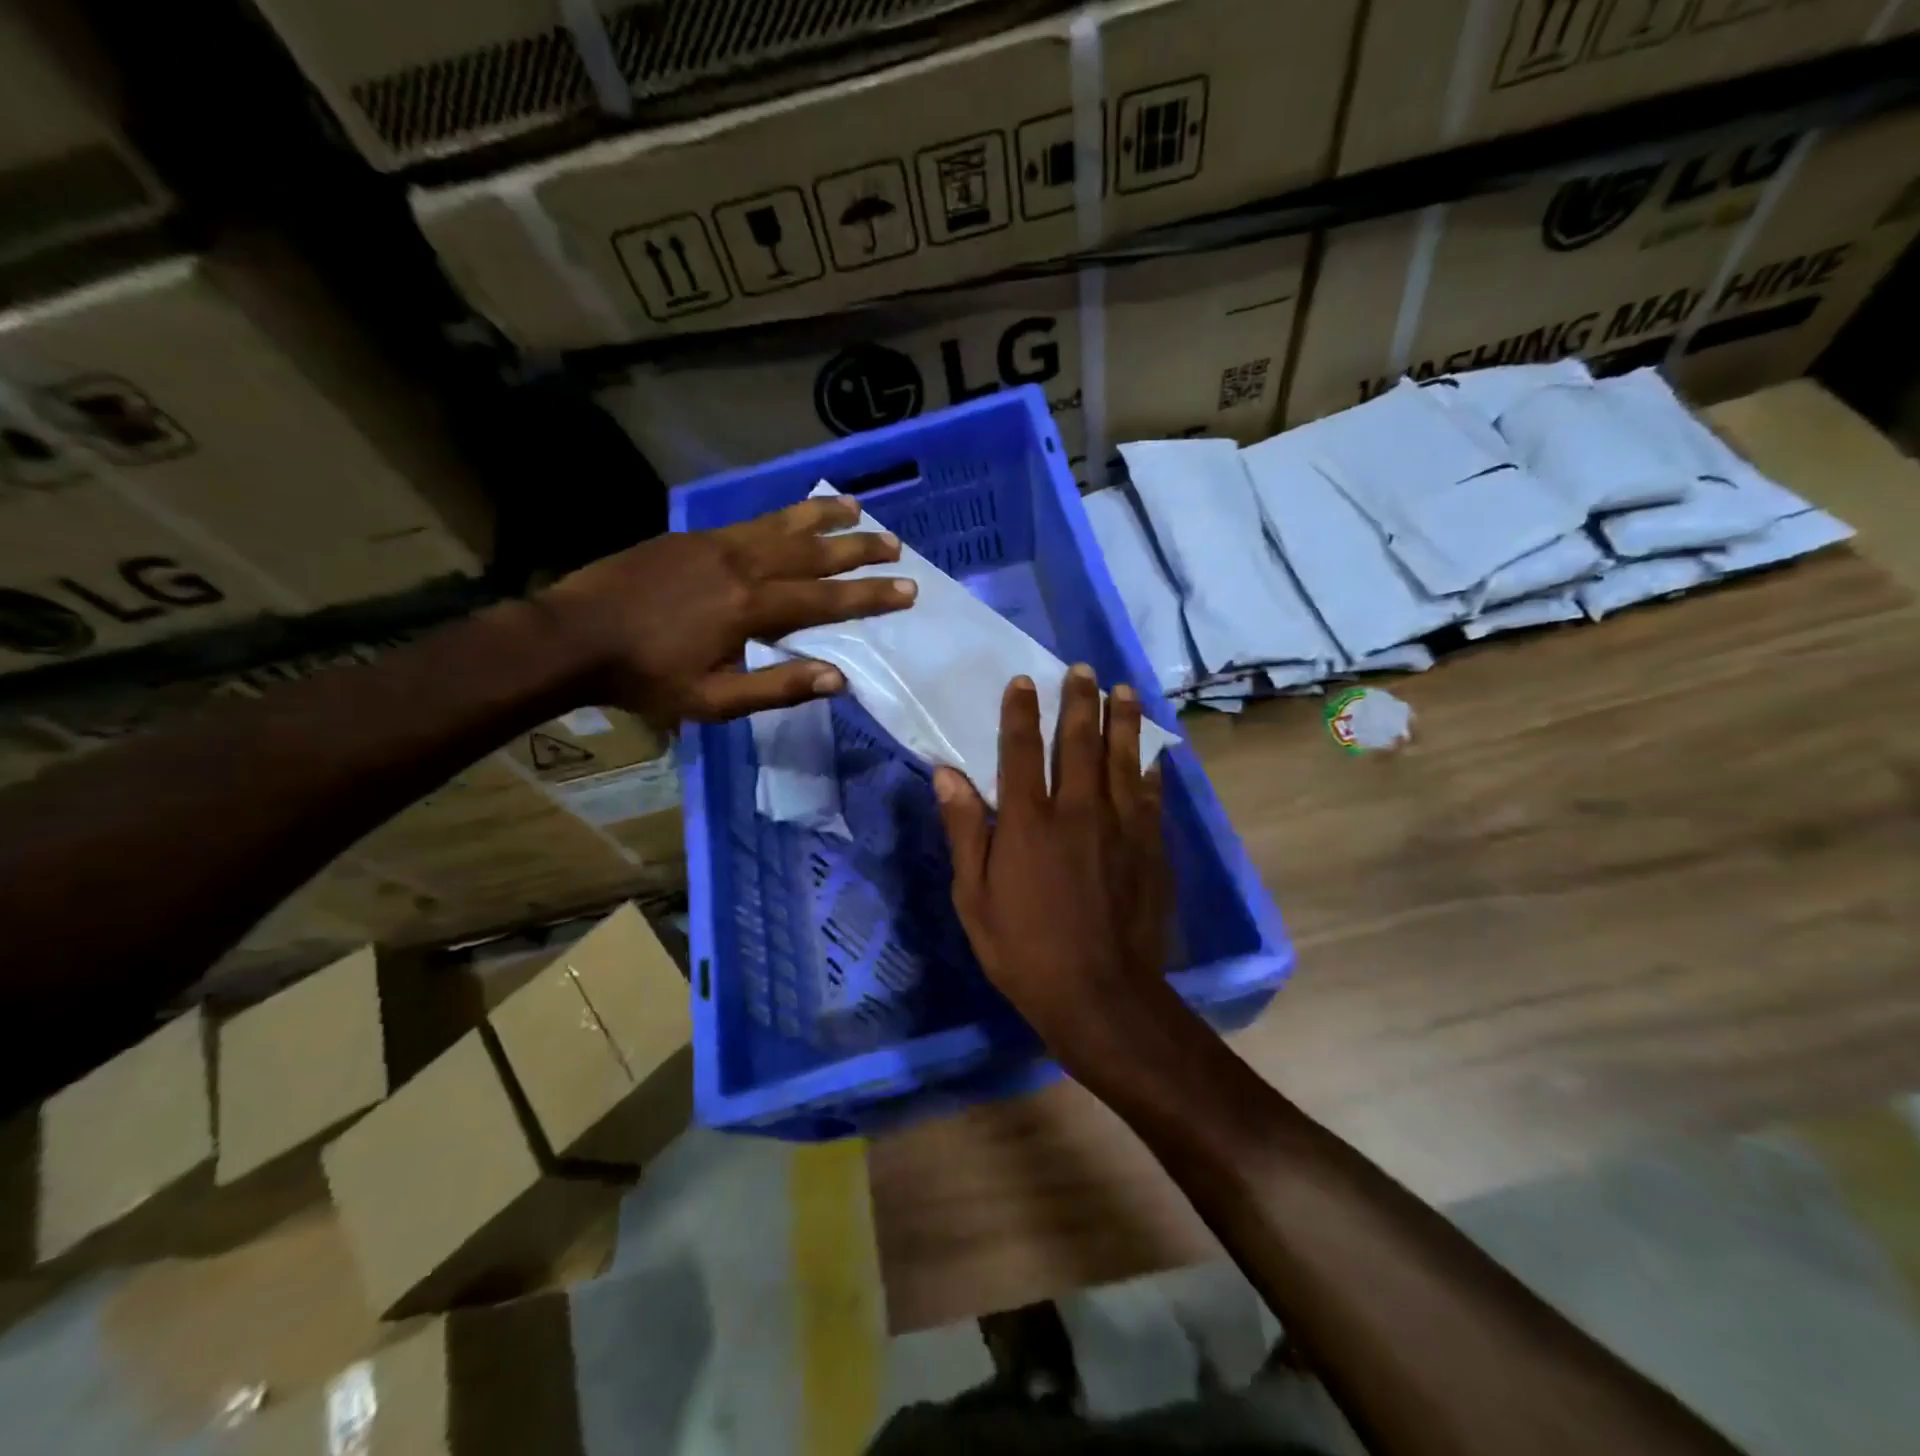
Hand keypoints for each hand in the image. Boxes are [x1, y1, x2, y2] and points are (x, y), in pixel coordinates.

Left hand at [542, 494, 912, 723]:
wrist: (574, 636)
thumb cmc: (646, 677)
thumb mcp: (712, 701)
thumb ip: (777, 687)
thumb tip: (838, 678)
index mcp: (751, 609)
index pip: (826, 600)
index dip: (870, 595)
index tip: (908, 588)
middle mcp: (743, 566)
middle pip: (814, 553)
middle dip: (859, 549)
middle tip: (895, 544)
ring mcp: (717, 545)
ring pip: (785, 525)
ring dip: (825, 518)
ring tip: (858, 508)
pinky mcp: (695, 537)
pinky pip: (752, 520)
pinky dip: (784, 514)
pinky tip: (796, 513)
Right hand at [933, 665, 1171, 1064]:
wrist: (1101, 995)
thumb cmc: (1024, 951)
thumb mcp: (974, 898)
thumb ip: (965, 830)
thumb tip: (947, 774)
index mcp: (1028, 822)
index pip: (1022, 751)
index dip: (1020, 712)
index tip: (1023, 681)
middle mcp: (1077, 811)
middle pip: (1079, 742)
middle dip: (1079, 701)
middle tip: (1082, 670)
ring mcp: (1121, 827)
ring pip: (1122, 758)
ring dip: (1120, 720)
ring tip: (1122, 690)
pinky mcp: (1151, 847)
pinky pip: (1151, 795)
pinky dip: (1150, 767)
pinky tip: (1152, 752)